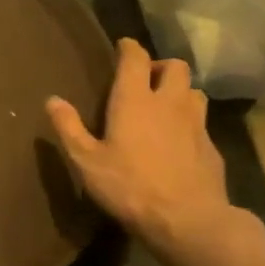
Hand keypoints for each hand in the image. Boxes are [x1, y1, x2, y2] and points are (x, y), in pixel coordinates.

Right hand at [46, 39, 239, 258]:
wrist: (187, 219)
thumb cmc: (129, 186)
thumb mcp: (86, 161)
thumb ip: (69, 128)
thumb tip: (52, 99)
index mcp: (135, 100)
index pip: (136, 58)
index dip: (129, 48)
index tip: (122, 46)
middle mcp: (169, 102)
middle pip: (175, 66)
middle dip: (160, 66)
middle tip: (145, 80)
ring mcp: (196, 123)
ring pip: (193, 91)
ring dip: (179, 91)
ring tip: (164, 106)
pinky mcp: (212, 146)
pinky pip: (201, 122)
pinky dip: (189, 121)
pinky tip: (178, 141)